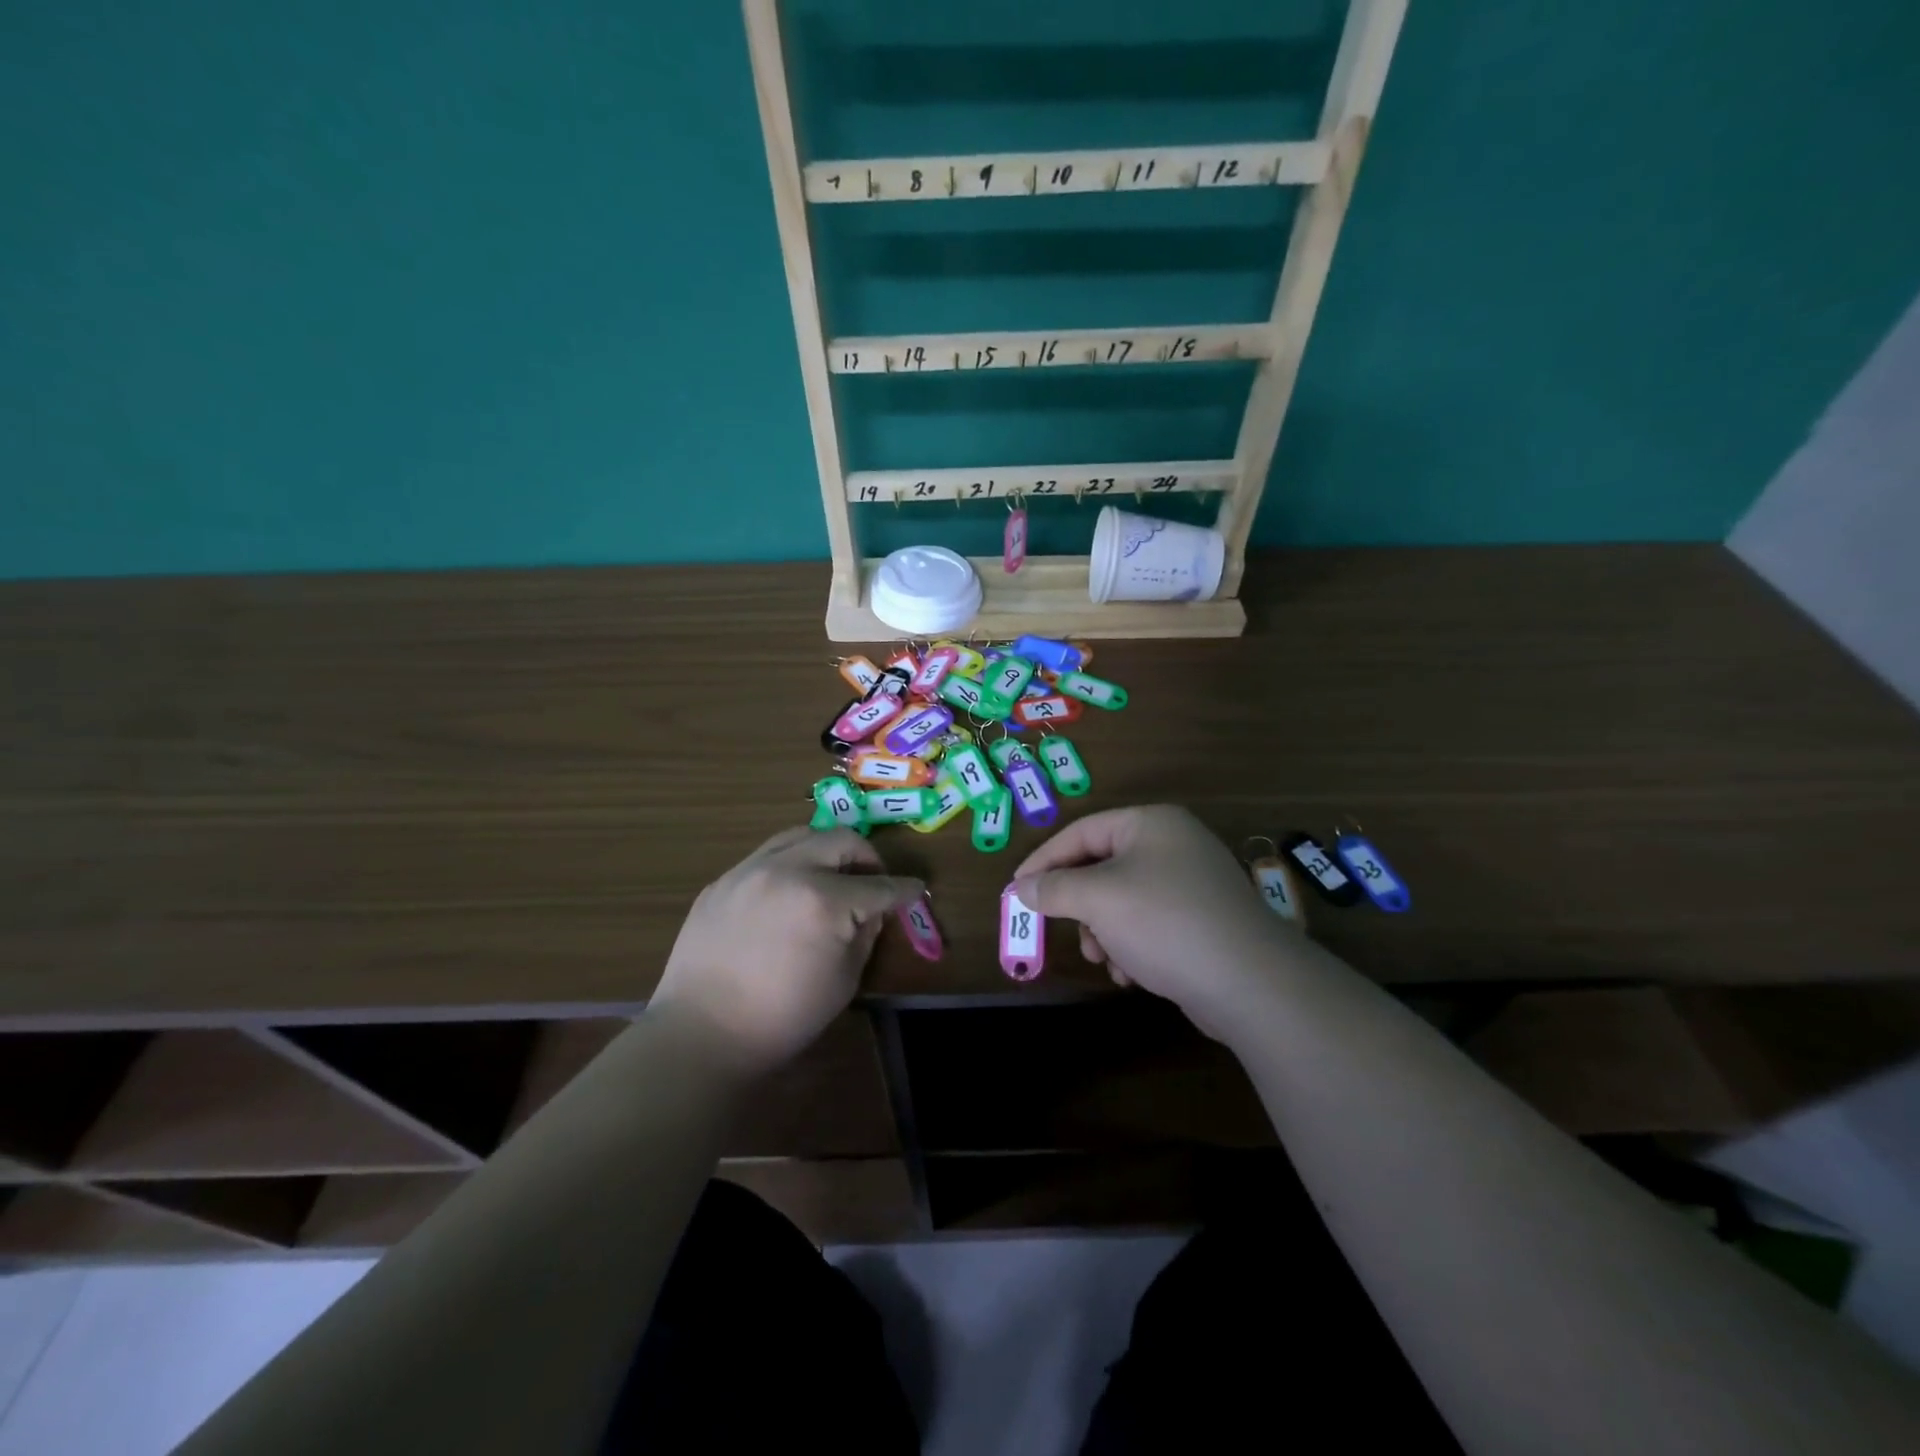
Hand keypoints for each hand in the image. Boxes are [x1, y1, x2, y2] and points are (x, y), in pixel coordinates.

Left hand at [651, 827, 921, 1075]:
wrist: (702, 1034)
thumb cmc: (783, 1017)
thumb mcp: (844, 980)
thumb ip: (865, 933)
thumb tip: (873, 909)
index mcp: (824, 900)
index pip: (879, 886)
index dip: (905, 889)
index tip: (917, 889)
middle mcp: (788, 870)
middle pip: (841, 840)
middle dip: (868, 856)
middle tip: (874, 879)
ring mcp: (749, 870)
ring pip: (801, 834)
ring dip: (827, 849)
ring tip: (833, 874)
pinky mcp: (723, 880)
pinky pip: (767, 855)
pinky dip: (791, 862)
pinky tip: (790, 891)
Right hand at [1015, 806, 1298, 1038]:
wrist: (1250, 983)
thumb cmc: (1164, 922)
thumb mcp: (1099, 899)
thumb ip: (1055, 888)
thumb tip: (1022, 888)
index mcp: (1151, 823)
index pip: (1081, 831)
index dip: (1044, 860)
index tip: (1017, 889)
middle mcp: (1173, 844)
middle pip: (1102, 866)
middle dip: (1079, 904)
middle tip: (1060, 928)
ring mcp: (1192, 882)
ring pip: (1123, 899)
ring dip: (1103, 930)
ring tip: (1103, 959)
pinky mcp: (1202, 920)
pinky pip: (1149, 922)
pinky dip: (1131, 944)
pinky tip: (1130, 974)